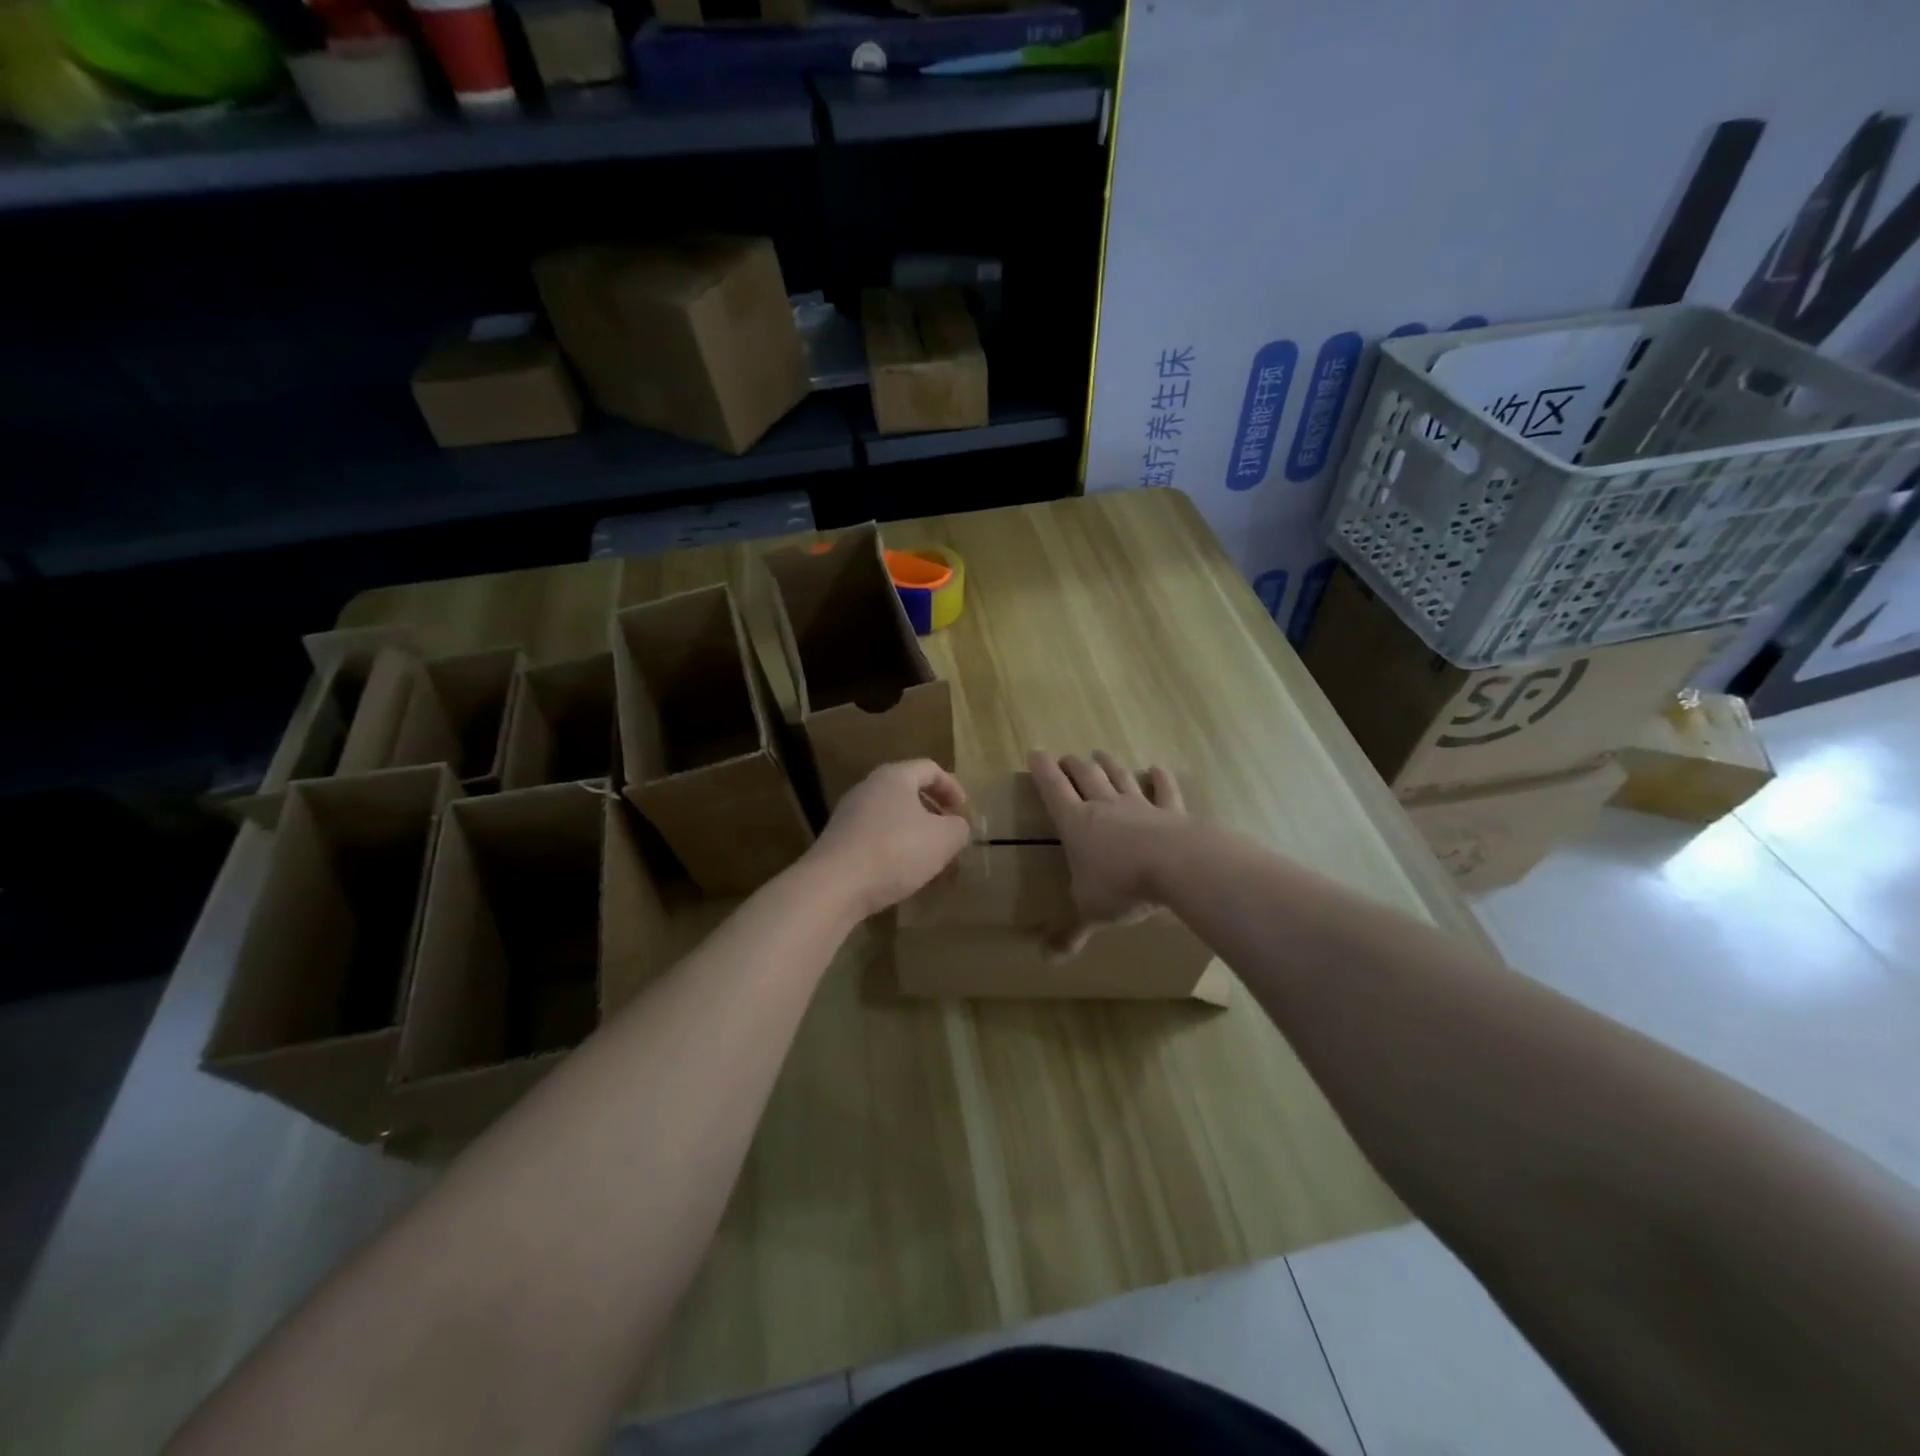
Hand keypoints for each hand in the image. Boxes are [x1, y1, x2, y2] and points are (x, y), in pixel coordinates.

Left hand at [809, 760, 971, 919]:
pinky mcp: (839, 841)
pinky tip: (903, 873)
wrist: (834, 885)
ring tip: (930, 859)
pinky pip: (875, 836)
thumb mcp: (944, 839)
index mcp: (895, 776)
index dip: (953, 789)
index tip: (965, 814)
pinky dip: (894, 848)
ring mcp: (849, 814)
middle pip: (909, 791)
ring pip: (892, 816)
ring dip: (915, 833)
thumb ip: (959, 828)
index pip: (930, 769)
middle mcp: (869, 787)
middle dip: (935, 813)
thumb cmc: (896, 851)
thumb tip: (957, 826)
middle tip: (951, 836)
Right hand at [1029, 749, 1184, 955]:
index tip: (1035, 753)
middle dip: (1072, 765)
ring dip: (1108, 764)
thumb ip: (1071, 932)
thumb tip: (1047, 959)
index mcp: (1076, 824)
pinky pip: (1165, 790)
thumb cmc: (1121, 887)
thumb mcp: (1091, 913)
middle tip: (1065, 758)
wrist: (1177, 868)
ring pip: (1119, 776)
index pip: (1053, 789)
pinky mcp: (1171, 812)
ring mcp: (1139, 805)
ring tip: (1099, 753)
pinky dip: (1160, 778)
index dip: (1042, 770)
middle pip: (1085, 775)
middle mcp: (1104, 806)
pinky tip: (1158, 768)